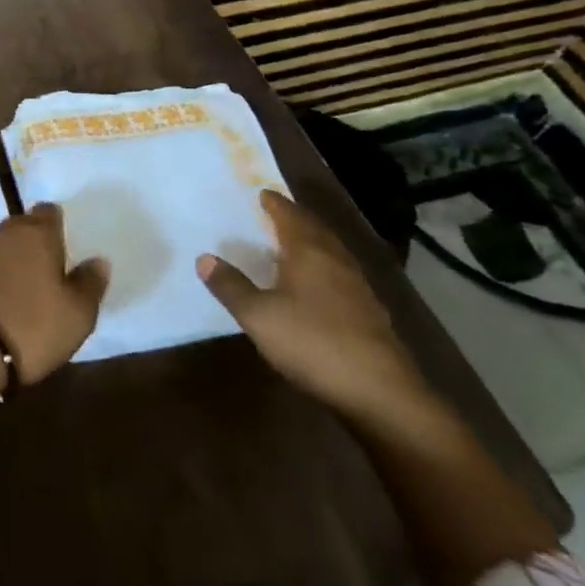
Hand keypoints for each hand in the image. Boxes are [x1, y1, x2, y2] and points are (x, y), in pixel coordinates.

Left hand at [0, 203, 109, 386]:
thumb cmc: (29, 325)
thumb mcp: (76, 314)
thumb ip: (89, 284)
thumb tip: (99, 261)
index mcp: (38, 233)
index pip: (49, 212)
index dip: (57, 225)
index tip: (65, 246)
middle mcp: (4, 231)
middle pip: (22, 226)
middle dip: (33, 242)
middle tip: (47, 269)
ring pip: (0, 245)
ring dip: (10, 260)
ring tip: (23, 287)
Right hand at [197, 189, 426, 419]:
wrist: (380, 392)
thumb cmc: (313, 342)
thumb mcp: (258, 316)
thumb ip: (230, 286)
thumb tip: (204, 258)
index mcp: (309, 251)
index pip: (290, 215)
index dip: (274, 203)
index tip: (262, 193)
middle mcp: (336, 260)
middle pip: (314, 229)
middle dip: (294, 219)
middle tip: (274, 213)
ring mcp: (357, 287)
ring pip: (330, 252)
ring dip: (310, 243)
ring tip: (289, 245)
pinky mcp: (369, 313)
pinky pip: (339, 275)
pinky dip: (322, 268)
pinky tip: (314, 285)